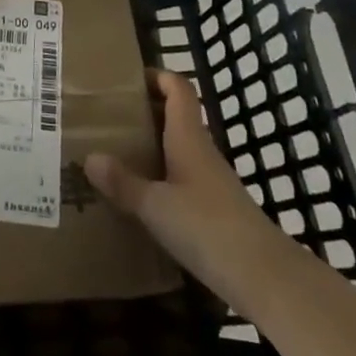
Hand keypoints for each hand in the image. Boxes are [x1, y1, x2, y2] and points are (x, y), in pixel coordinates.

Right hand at [86, 69, 271, 298]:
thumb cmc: (208, 228)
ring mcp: (211, 183)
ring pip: (177, 150)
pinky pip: (182, 181)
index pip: (178, 89)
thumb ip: (123, 183)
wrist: (265, 279)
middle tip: (107, 119)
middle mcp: (201, 152)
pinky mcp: (215, 211)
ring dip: (150, 148)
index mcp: (188, 138)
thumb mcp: (156, 206)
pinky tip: (139, 199)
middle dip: (143, 114)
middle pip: (175, 117)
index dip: (156, 76)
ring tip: (114, 157)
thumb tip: (90, 158)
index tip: (125, 80)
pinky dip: (160, 180)